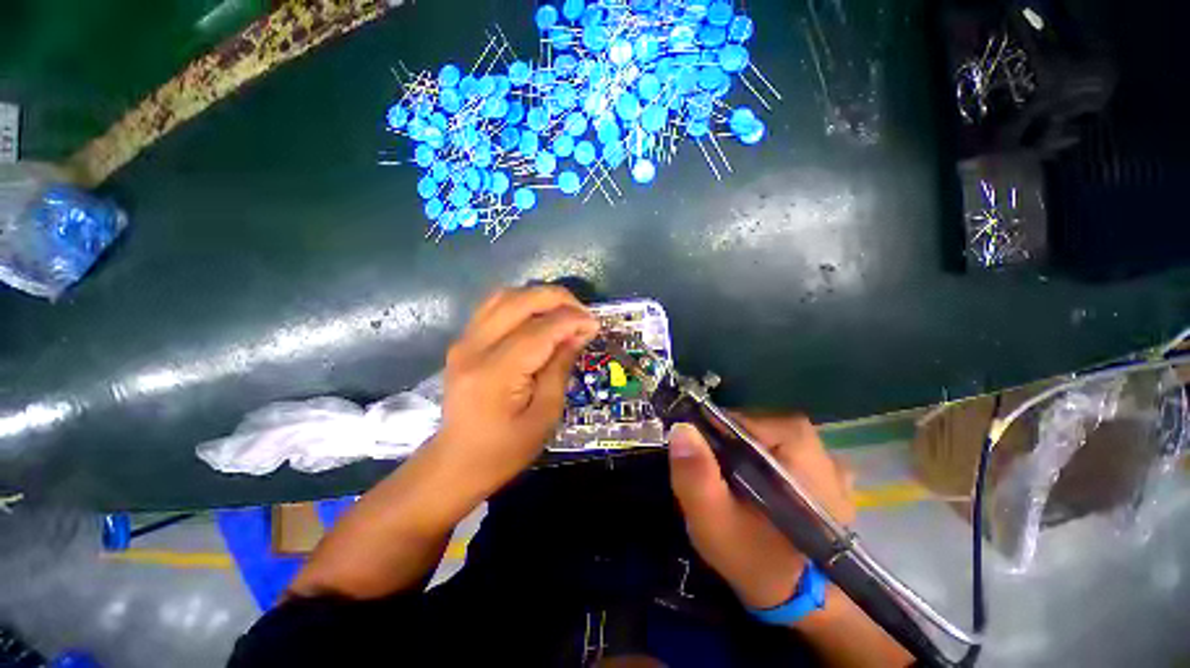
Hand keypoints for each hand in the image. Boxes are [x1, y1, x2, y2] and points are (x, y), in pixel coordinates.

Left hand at [430, 286, 598, 494]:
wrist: (458, 461)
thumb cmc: (506, 449)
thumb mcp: (545, 415)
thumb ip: (560, 367)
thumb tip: (579, 332)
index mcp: (495, 373)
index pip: (540, 330)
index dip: (572, 320)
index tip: (595, 325)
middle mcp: (474, 348)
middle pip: (519, 301)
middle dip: (558, 299)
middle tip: (583, 313)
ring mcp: (464, 341)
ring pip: (504, 296)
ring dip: (539, 297)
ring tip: (565, 312)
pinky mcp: (463, 341)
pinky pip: (494, 306)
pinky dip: (522, 303)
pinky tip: (539, 316)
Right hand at [668, 415, 854, 609]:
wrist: (803, 603)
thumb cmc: (757, 560)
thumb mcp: (714, 521)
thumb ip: (696, 475)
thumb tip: (680, 427)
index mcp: (794, 443)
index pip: (734, 419)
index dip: (707, 438)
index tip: (698, 465)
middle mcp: (816, 442)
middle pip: (748, 428)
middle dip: (724, 448)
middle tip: (714, 482)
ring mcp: (825, 458)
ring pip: (761, 439)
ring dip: (741, 458)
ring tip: (733, 489)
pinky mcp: (826, 474)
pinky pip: (777, 453)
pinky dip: (760, 465)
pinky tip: (756, 489)